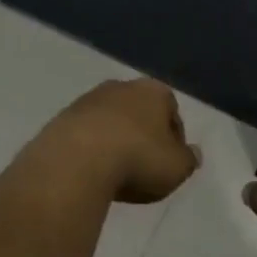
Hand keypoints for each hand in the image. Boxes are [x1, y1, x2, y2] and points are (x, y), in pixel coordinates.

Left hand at [33, 78, 200, 203]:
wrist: (77, 160)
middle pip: (138, 109)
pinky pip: (85, 132)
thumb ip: (188, 159)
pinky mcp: (63, 117)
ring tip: (115, 170)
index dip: (174, 136)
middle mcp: (122, 86)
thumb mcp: (176, 167)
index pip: (171, 108)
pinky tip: (91, 170)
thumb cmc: (137, 159)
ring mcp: (89, 99)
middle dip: (142, 132)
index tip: (170, 160)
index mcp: (154, 91)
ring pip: (110, 118)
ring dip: (114, 138)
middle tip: (143, 164)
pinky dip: (91, 147)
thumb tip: (193, 152)